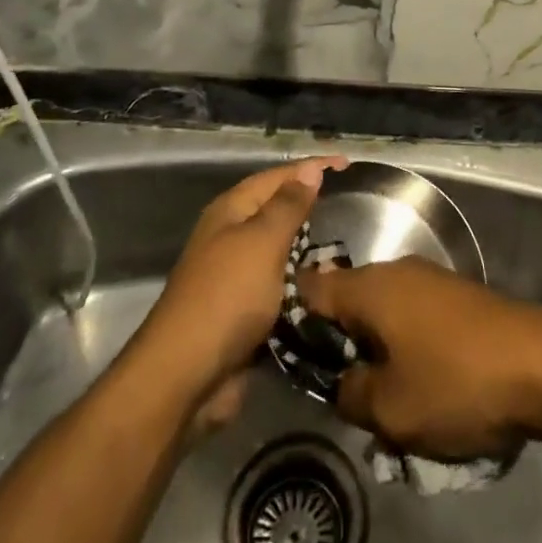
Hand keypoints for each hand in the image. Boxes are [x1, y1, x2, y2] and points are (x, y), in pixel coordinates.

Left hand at [138, 157, 347, 411]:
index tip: (348, 164)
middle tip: (354, 206)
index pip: (278, 177)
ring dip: (312, 252)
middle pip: (279, 212)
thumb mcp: (262, 242)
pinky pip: (282, 290)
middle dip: (313, 208)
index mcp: (231, 211)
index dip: (312, 168)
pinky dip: (304, 288)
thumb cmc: (227, 297)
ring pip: (283, 254)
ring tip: (351, 249)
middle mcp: (232, 238)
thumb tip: (310, 169)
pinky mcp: (246, 314)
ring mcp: (238, 277)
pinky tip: (330, 289)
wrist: (187, 378)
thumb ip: (288, 206)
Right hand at [298, 257, 541, 459]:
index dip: (294, 322)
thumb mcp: (389, 408)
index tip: (294, 360)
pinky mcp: (457, 297)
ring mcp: (430, 280)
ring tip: (388, 401)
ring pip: (384, 314)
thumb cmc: (455, 382)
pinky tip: (424, 385)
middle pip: (349, 302)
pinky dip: (409, 348)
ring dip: (379, 352)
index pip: (311, 288)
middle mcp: (396, 271)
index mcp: (370, 287)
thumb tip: (344, 381)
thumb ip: (350, 394)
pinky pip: (414, 319)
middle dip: (342, 347)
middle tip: (345, 395)